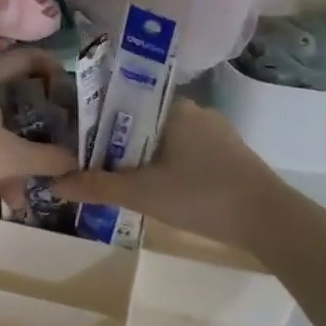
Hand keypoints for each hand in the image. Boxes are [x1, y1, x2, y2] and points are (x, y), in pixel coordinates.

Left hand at [0, 50, 78, 202]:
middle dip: (31, 128)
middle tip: (50, 144)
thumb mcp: (8, 157)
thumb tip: (74, 161)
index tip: (71, 89)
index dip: (53, 68)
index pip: (26, 58)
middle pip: (8, 96)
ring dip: (6, 156)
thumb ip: (46, 159)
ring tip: (16, 193)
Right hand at [51, 98, 284, 250]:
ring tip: (125, 186)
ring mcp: (217, 133)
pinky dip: (170, 169)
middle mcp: (194, 111)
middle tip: (98, 174)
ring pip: (166, 141)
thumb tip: (54, 184)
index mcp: (171, 108)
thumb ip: (96, 187)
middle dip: (119, 148)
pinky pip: (188, 154)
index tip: (79, 149)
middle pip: (142, 125)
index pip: (122, 106)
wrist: (270, 220)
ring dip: (145, 161)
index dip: (97, 126)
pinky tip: (164, 193)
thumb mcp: (141, 193)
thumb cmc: (201, 195)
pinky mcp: (231, 155)